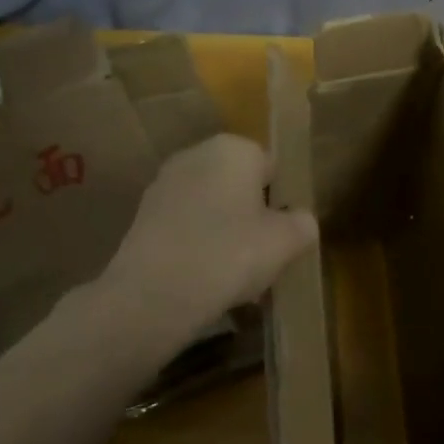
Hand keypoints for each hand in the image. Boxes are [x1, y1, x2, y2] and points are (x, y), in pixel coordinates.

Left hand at [102, 134, 318, 344]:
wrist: (154, 293)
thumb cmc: (230, 254)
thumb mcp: (285, 243)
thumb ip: (302, 224)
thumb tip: (300, 221)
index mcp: (234, 149)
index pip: (271, 167)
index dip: (282, 200)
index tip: (285, 234)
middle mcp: (196, 155)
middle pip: (237, 185)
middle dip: (250, 215)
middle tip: (263, 256)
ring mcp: (164, 185)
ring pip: (209, 208)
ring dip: (222, 233)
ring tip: (235, 277)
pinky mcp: (142, 217)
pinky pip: (184, 228)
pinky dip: (196, 247)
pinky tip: (203, 282)